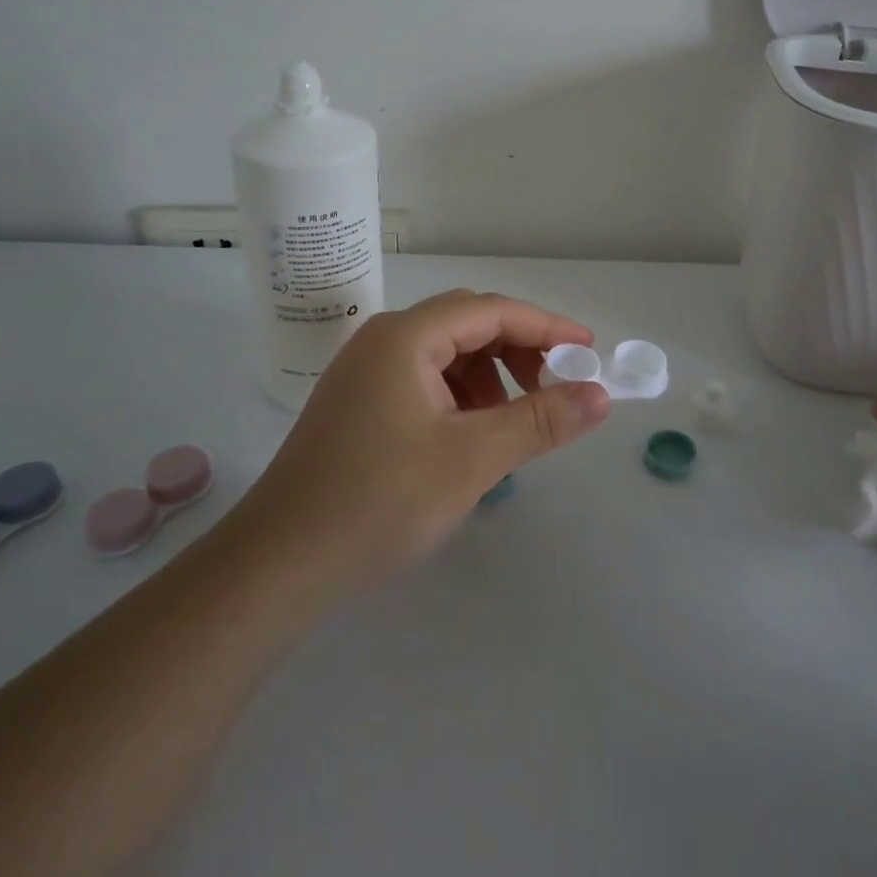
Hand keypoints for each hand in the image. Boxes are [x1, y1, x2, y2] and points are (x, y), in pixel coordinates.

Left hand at [229, 290, 610, 601]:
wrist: (277, 566)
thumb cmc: (379, 502)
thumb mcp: (472, 459)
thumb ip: (540, 420)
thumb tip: (599, 395)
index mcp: (406, 337)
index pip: (492, 310)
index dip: (547, 326)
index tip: (589, 351)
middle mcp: (382, 340)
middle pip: (467, 325)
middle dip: (518, 350)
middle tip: (555, 388)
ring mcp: (364, 373)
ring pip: (445, 354)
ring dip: (489, 376)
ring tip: (512, 422)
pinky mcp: (357, 405)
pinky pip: (423, 381)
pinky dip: (459, 397)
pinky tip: (469, 438)